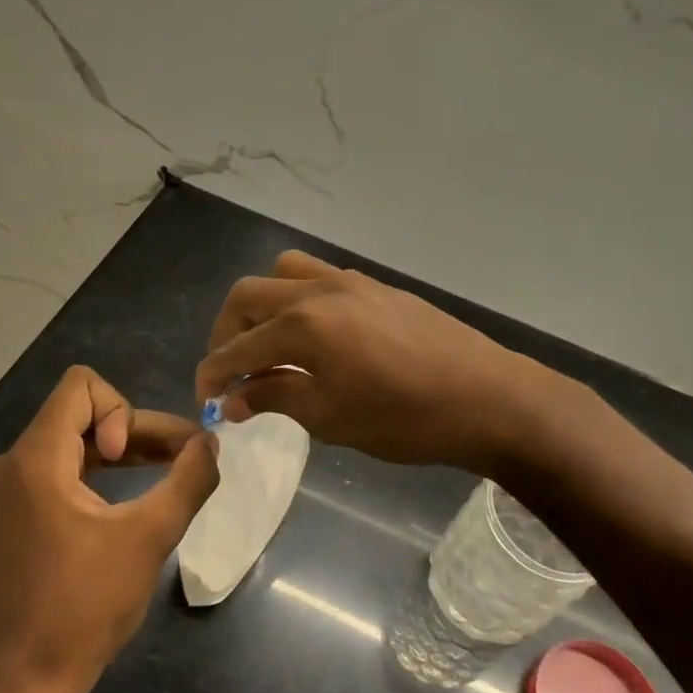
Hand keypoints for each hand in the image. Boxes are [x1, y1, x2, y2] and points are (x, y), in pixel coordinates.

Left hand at [0, 366, 219, 692]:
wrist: (25, 681)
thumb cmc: (85, 607)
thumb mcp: (149, 538)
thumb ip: (189, 480)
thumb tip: (211, 443)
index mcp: (35, 459)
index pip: (81, 385)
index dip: (123, 410)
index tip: (135, 458)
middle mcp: (14, 463)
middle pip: (82, 412)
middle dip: (137, 429)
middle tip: (184, 459)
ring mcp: (11, 490)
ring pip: (76, 440)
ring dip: (124, 450)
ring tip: (170, 473)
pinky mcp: (17, 514)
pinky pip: (63, 469)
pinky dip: (102, 472)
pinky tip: (134, 497)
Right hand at [195, 251, 544, 475]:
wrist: (488, 398)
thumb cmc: (405, 419)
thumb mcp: (331, 418)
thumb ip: (276, 398)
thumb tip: (233, 400)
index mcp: (302, 326)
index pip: (236, 349)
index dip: (212, 374)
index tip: (204, 399)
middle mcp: (318, 291)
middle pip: (247, 296)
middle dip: (227, 333)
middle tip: (231, 371)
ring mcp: (350, 282)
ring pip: (283, 274)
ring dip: (262, 306)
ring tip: (269, 345)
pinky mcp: (375, 286)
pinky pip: (318, 277)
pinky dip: (298, 299)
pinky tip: (314, 336)